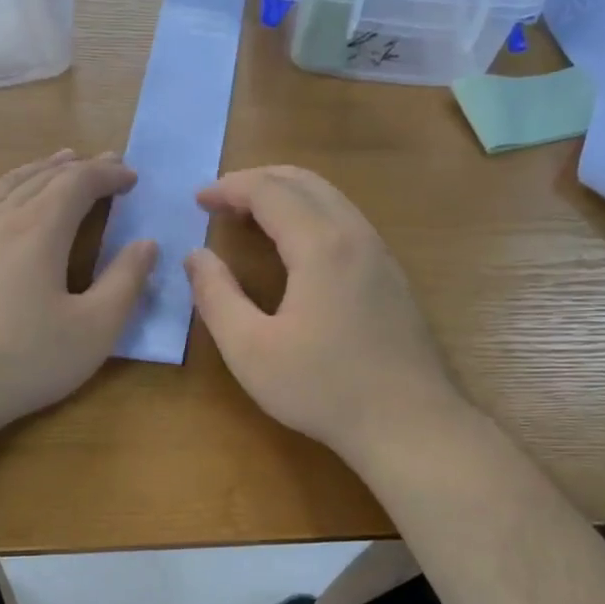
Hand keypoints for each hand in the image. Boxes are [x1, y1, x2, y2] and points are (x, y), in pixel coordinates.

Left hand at [0, 150, 156, 447]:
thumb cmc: (23, 361)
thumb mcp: (93, 330)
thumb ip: (125, 282)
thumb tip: (146, 244)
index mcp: (38, 230)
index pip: (78, 183)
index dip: (108, 174)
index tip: (131, 176)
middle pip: (42, 177)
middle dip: (78, 167)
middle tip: (106, 163)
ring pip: (6, 186)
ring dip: (38, 170)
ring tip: (58, 163)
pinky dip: (0, 190)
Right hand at [185, 166, 462, 466]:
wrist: (408, 423)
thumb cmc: (322, 388)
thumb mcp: (250, 350)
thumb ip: (216, 297)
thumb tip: (196, 257)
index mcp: (321, 245)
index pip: (269, 191)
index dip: (230, 189)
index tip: (198, 201)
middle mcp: (355, 235)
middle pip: (305, 182)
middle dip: (258, 180)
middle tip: (222, 200)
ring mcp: (380, 254)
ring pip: (331, 198)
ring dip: (287, 195)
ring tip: (252, 215)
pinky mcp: (391, 276)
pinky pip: (346, 221)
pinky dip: (311, 214)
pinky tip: (296, 246)